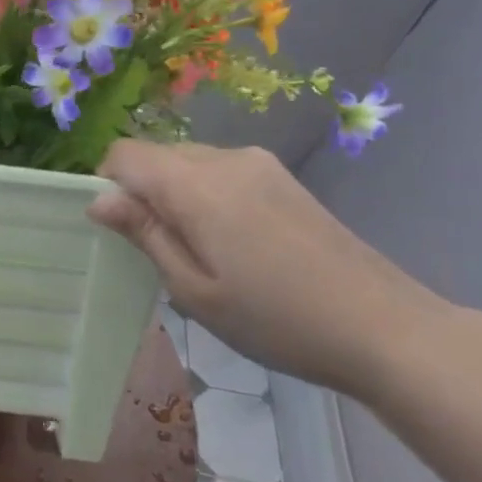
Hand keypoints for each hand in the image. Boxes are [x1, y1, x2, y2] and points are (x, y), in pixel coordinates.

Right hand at [89, 141, 454, 395]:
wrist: (383, 327)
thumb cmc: (274, 318)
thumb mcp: (194, 288)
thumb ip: (145, 234)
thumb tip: (98, 199)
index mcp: (197, 185)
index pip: (125, 154)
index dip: (107, 184)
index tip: (119, 230)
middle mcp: (227, 159)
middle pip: (157, 155)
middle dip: (142, 192)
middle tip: (159, 252)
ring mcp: (260, 165)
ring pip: (189, 162)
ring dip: (175, 195)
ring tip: (200, 252)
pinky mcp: (283, 178)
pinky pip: (221, 172)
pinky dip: (206, 196)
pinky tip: (232, 244)